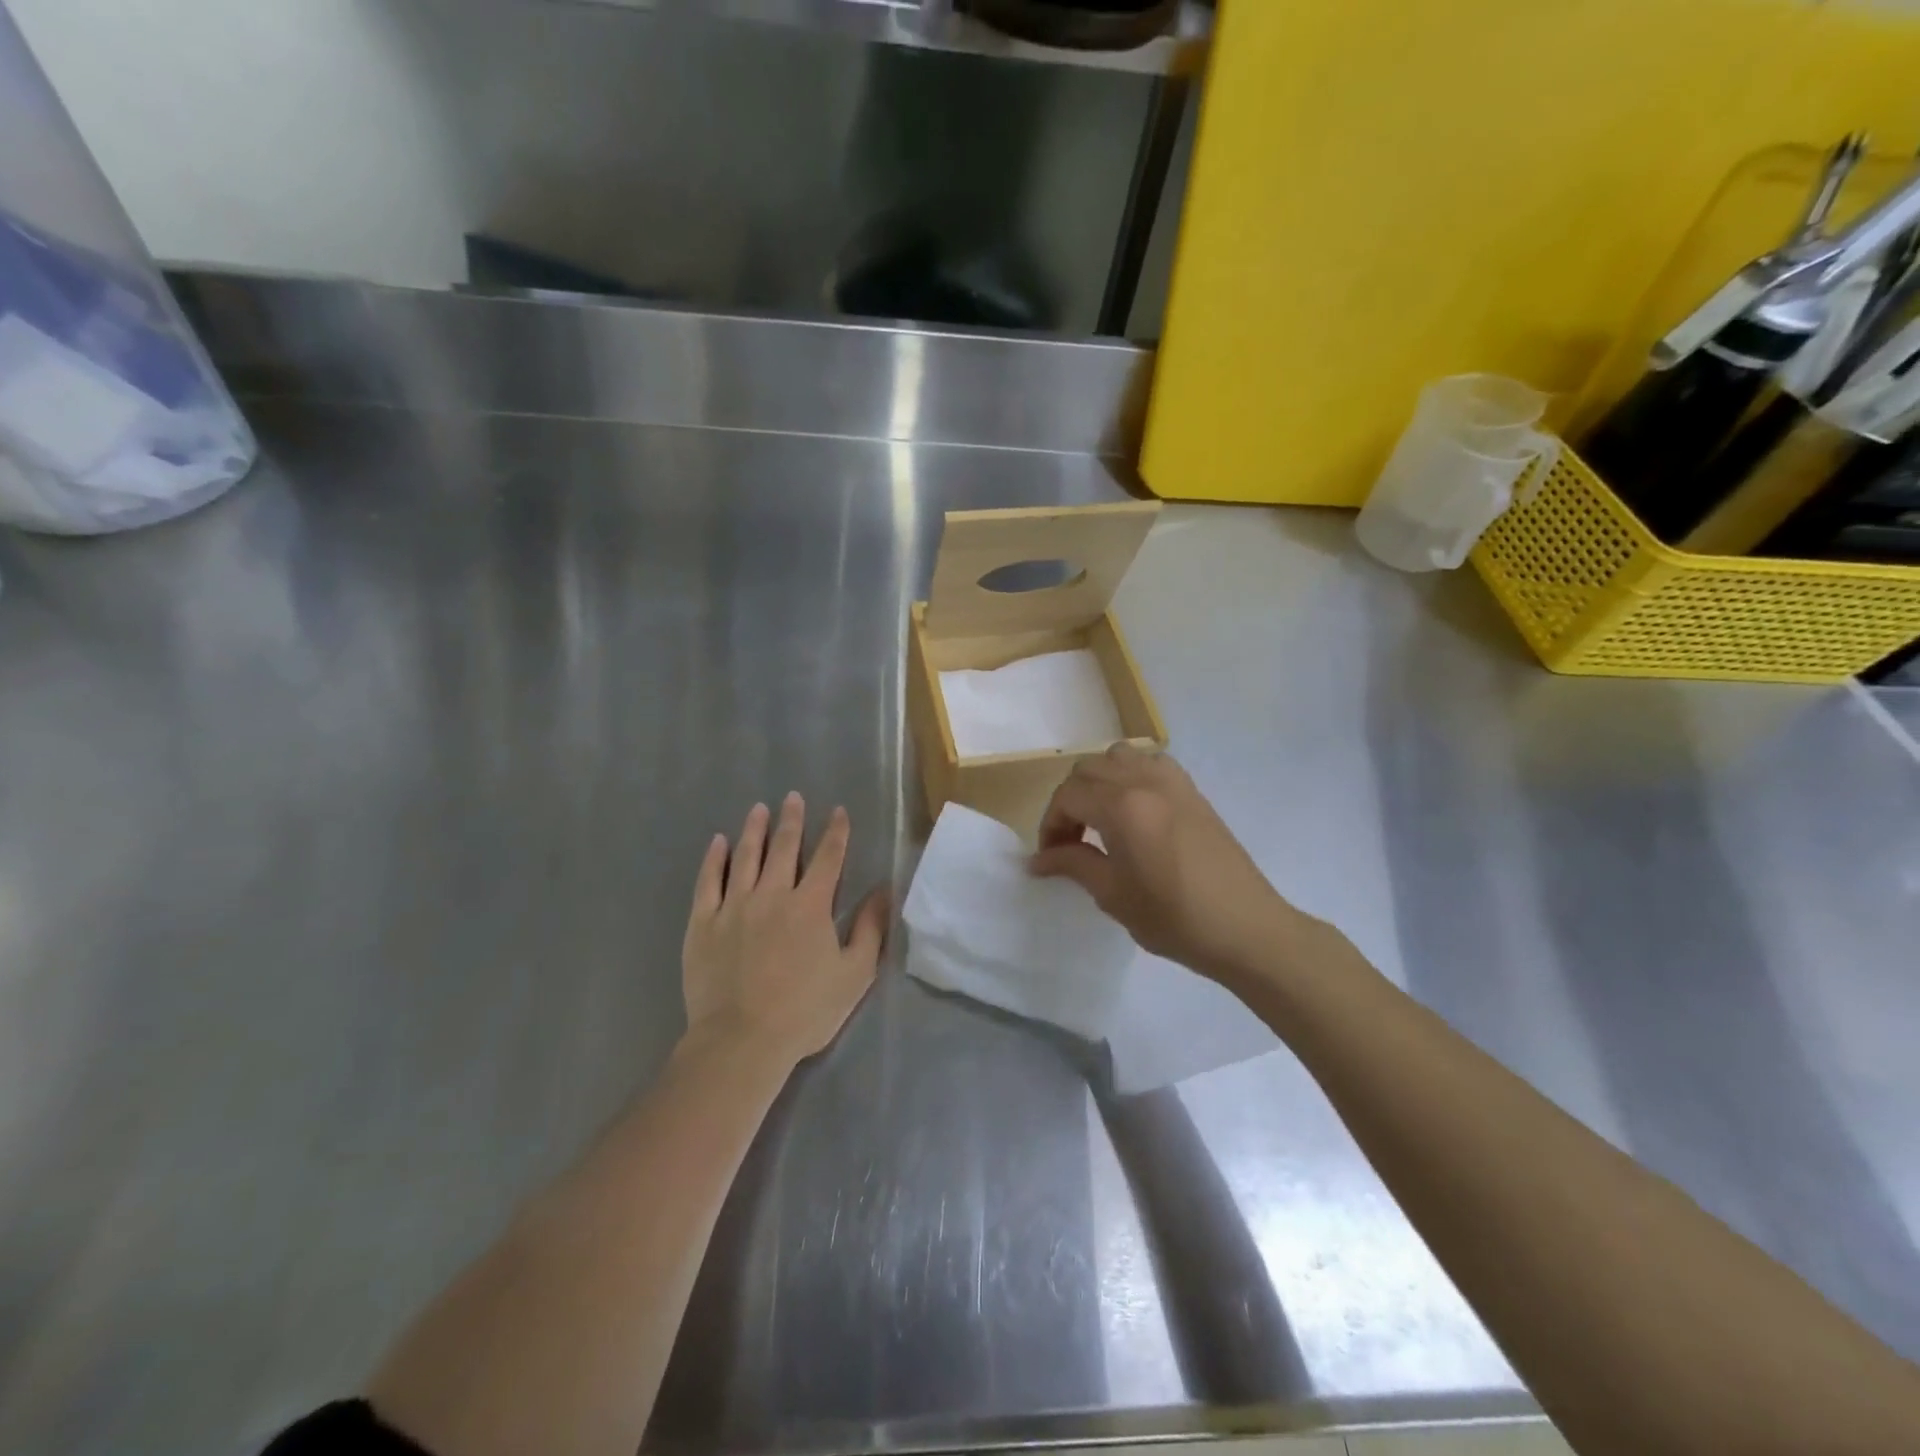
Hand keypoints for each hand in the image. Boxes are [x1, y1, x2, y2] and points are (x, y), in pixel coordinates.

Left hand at [682, 793, 888, 1068]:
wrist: (741, 1040)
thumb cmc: (805, 1011)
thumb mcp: (854, 974)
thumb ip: (870, 928)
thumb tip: (883, 890)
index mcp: (811, 905)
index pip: (829, 858)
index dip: (835, 832)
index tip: (838, 812)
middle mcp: (773, 894)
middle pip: (785, 848)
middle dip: (792, 820)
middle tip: (793, 797)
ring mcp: (734, 906)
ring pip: (745, 857)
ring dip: (754, 830)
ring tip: (759, 809)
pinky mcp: (703, 923)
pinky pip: (708, 882)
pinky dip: (714, 859)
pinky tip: (718, 842)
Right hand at [1030, 745, 1299, 987]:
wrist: (1245, 929)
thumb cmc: (1174, 918)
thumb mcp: (1113, 895)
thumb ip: (1073, 865)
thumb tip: (1038, 860)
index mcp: (1122, 807)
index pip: (1068, 796)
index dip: (1051, 825)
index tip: (1051, 858)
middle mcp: (1145, 782)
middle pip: (1089, 769)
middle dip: (1070, 801)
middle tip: (1070, 841)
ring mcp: (1173, 782)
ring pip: (1119, 756)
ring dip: (1099, 781)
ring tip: (1100, 818)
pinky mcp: (1192, 791)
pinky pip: (1151, 762)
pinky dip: (1131, 775)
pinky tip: (1134, 809)